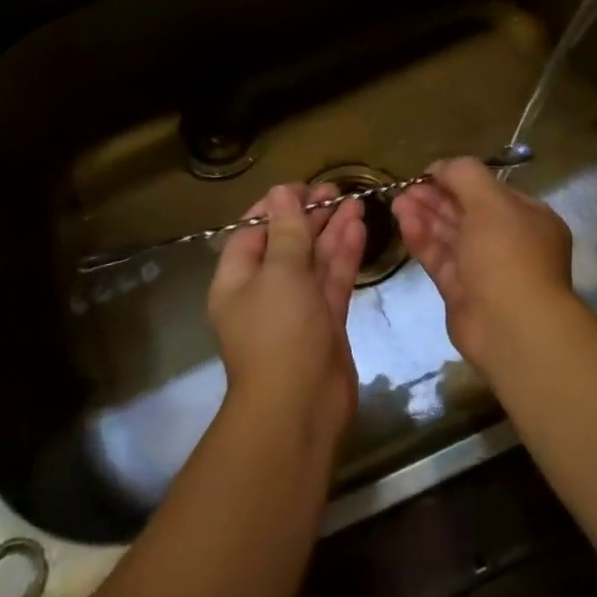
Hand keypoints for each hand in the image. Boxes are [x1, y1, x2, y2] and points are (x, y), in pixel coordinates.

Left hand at [208, 184, 365, 447]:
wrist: (300, 409)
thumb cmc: (279, 333)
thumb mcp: (280, 273)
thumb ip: (287, 231)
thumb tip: (281, 192)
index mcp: (237, 280)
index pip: (252, 231)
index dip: (276, 206)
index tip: (303, 187)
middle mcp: (263, 291)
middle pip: (286, 243)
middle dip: (310, 216)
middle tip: (336, 190)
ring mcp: (296, 308)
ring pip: (314, 261)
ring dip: (332, 231)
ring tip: (355, 201)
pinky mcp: (324, 323)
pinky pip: (332, 281)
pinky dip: (344, 255)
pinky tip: (359, 228)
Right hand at [392, 158, 576, 376]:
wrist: (512, 327)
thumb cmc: (508, 254)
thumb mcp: (491, 202)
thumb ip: (464, 175)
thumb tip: (440, 166)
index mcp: (528, 219)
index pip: (490, 191)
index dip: (458, 179)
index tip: (428, 173)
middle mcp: (509, 242)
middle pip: (466, 212)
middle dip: (435, 198)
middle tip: (406, 188)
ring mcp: (484, 269)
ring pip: (450, 236)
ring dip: (424, 216)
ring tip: (397, 201)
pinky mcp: (461, 292)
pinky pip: (440, 259)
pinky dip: (422, 240)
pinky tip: (403, 222)